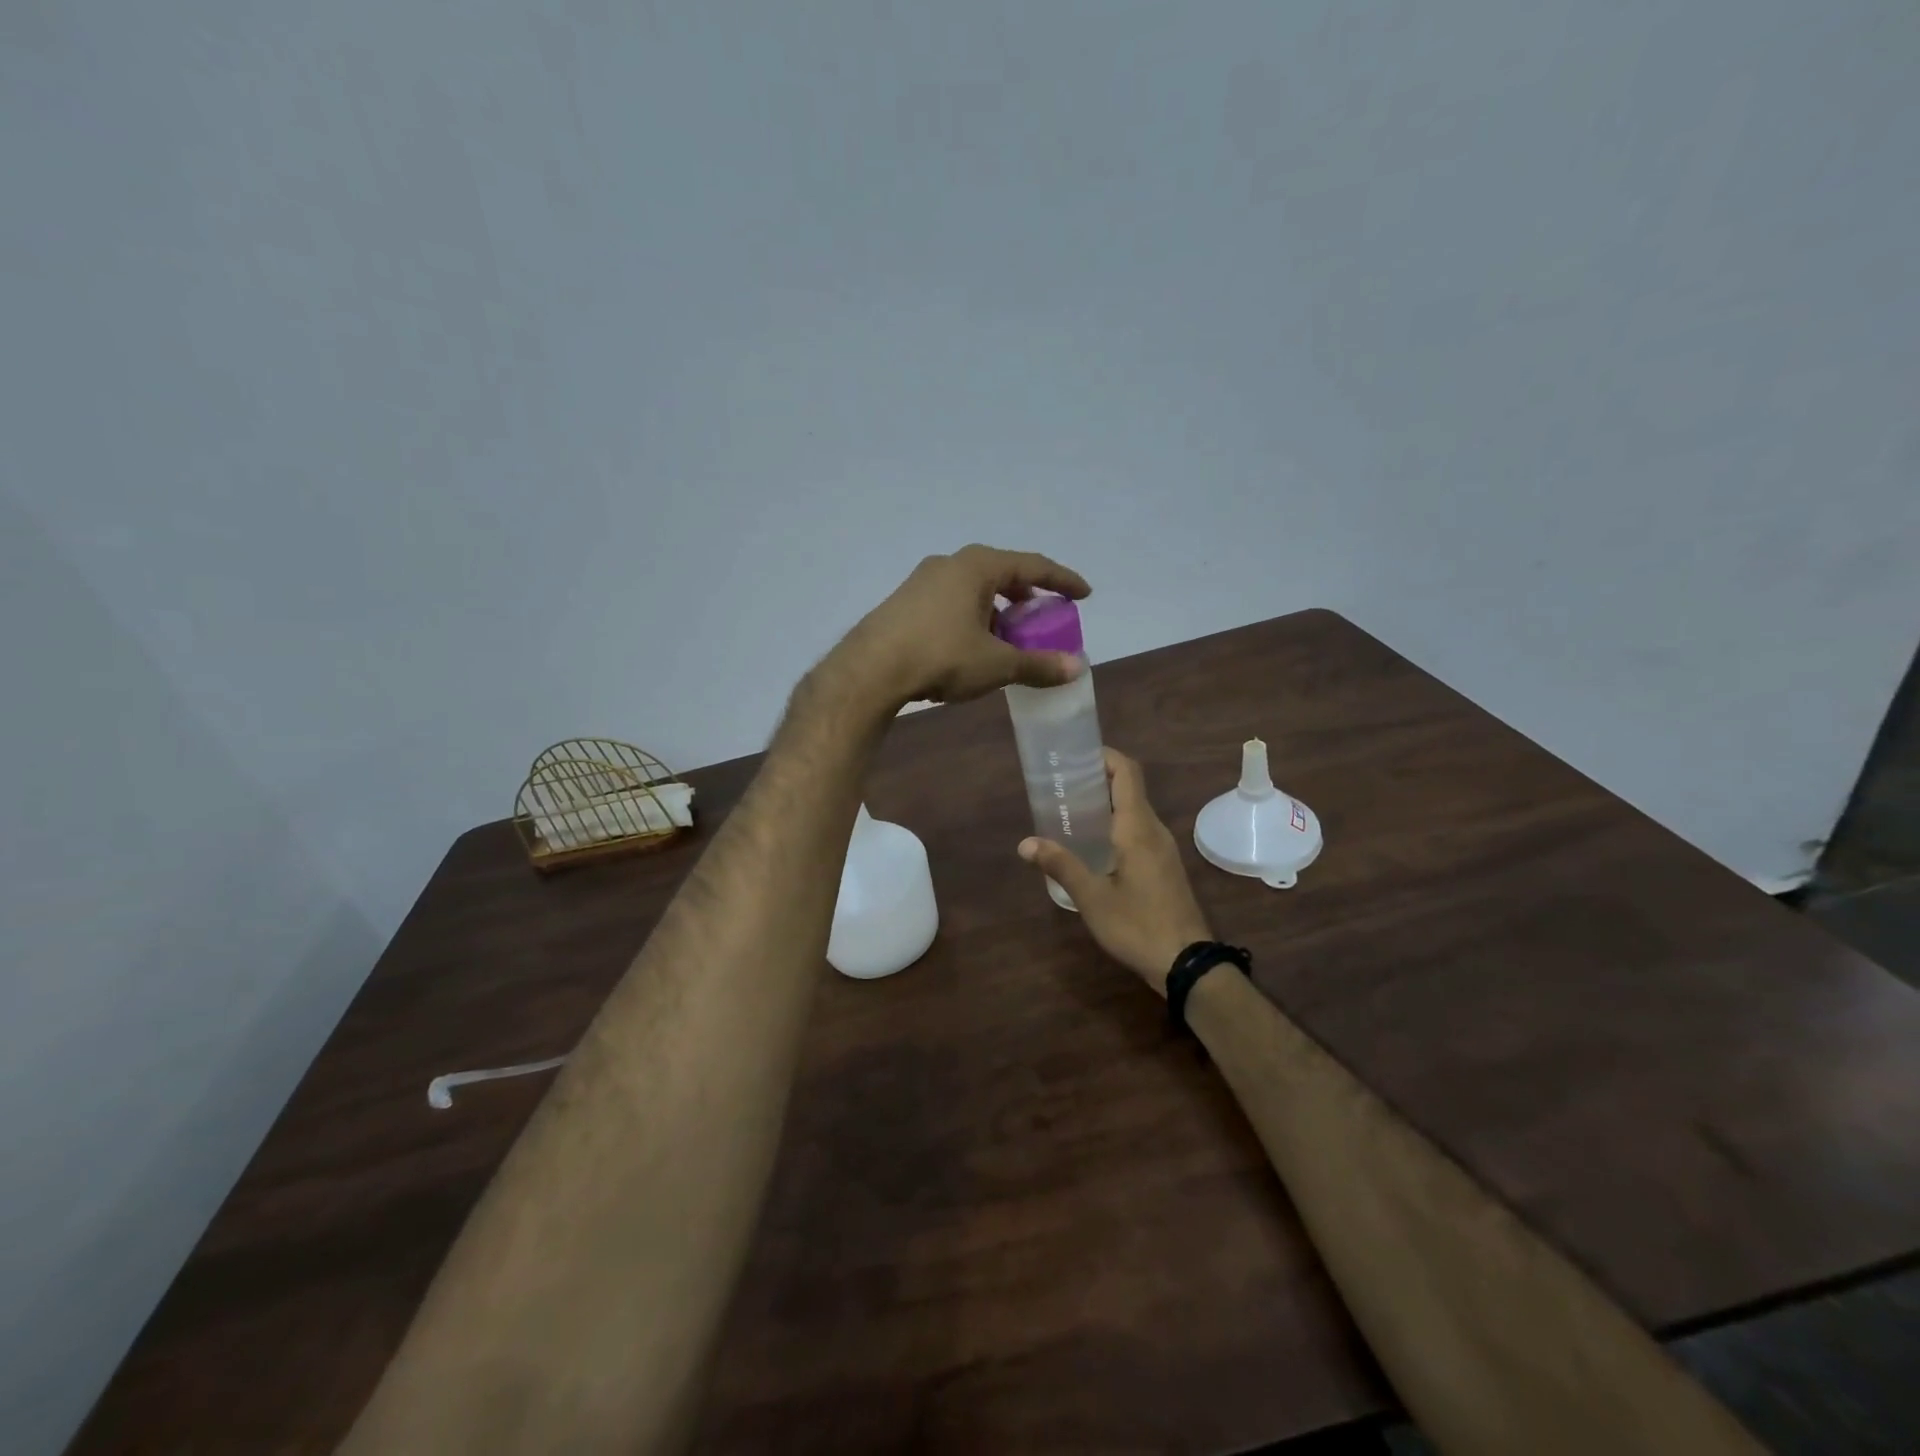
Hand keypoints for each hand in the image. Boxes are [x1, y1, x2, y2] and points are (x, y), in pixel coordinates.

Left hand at [829, 544, 1090, 708]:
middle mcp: (950, 563)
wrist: (870, 670)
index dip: (1062, 580)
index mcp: (978, 566)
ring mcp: (922, 581)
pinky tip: (972, 645)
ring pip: (973, 589)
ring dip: (998, 609)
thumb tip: (1076, 668)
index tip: (1084, 594)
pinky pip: (951, 602)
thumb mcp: (996, 664)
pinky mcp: (905, 602)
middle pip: (1001, 573)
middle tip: (1044, 616)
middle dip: (1027, 595)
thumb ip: (1037, 664)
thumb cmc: (941, 656)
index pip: (1033, 565)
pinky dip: (973, 617)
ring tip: (1009, 636)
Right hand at [1018, 748, 1212, 995]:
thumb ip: (1061, 865)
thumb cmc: (1138, 925)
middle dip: (1096, 778)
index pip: (1127, 772)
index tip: (1074, 756)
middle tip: (1060, 785)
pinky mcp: (1164, 866)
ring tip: (1069, 811)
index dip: (1103, 756)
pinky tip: (1092, 844)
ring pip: (1134, 810)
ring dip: (1105, 803)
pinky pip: (1138, 830)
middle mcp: (1154, 829)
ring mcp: (1162, 848)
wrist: (1187, 963)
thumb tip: (1026, 843)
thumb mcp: (1092, 897)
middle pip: (1129, 787)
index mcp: (1138, 827)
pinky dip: (1115, 824)